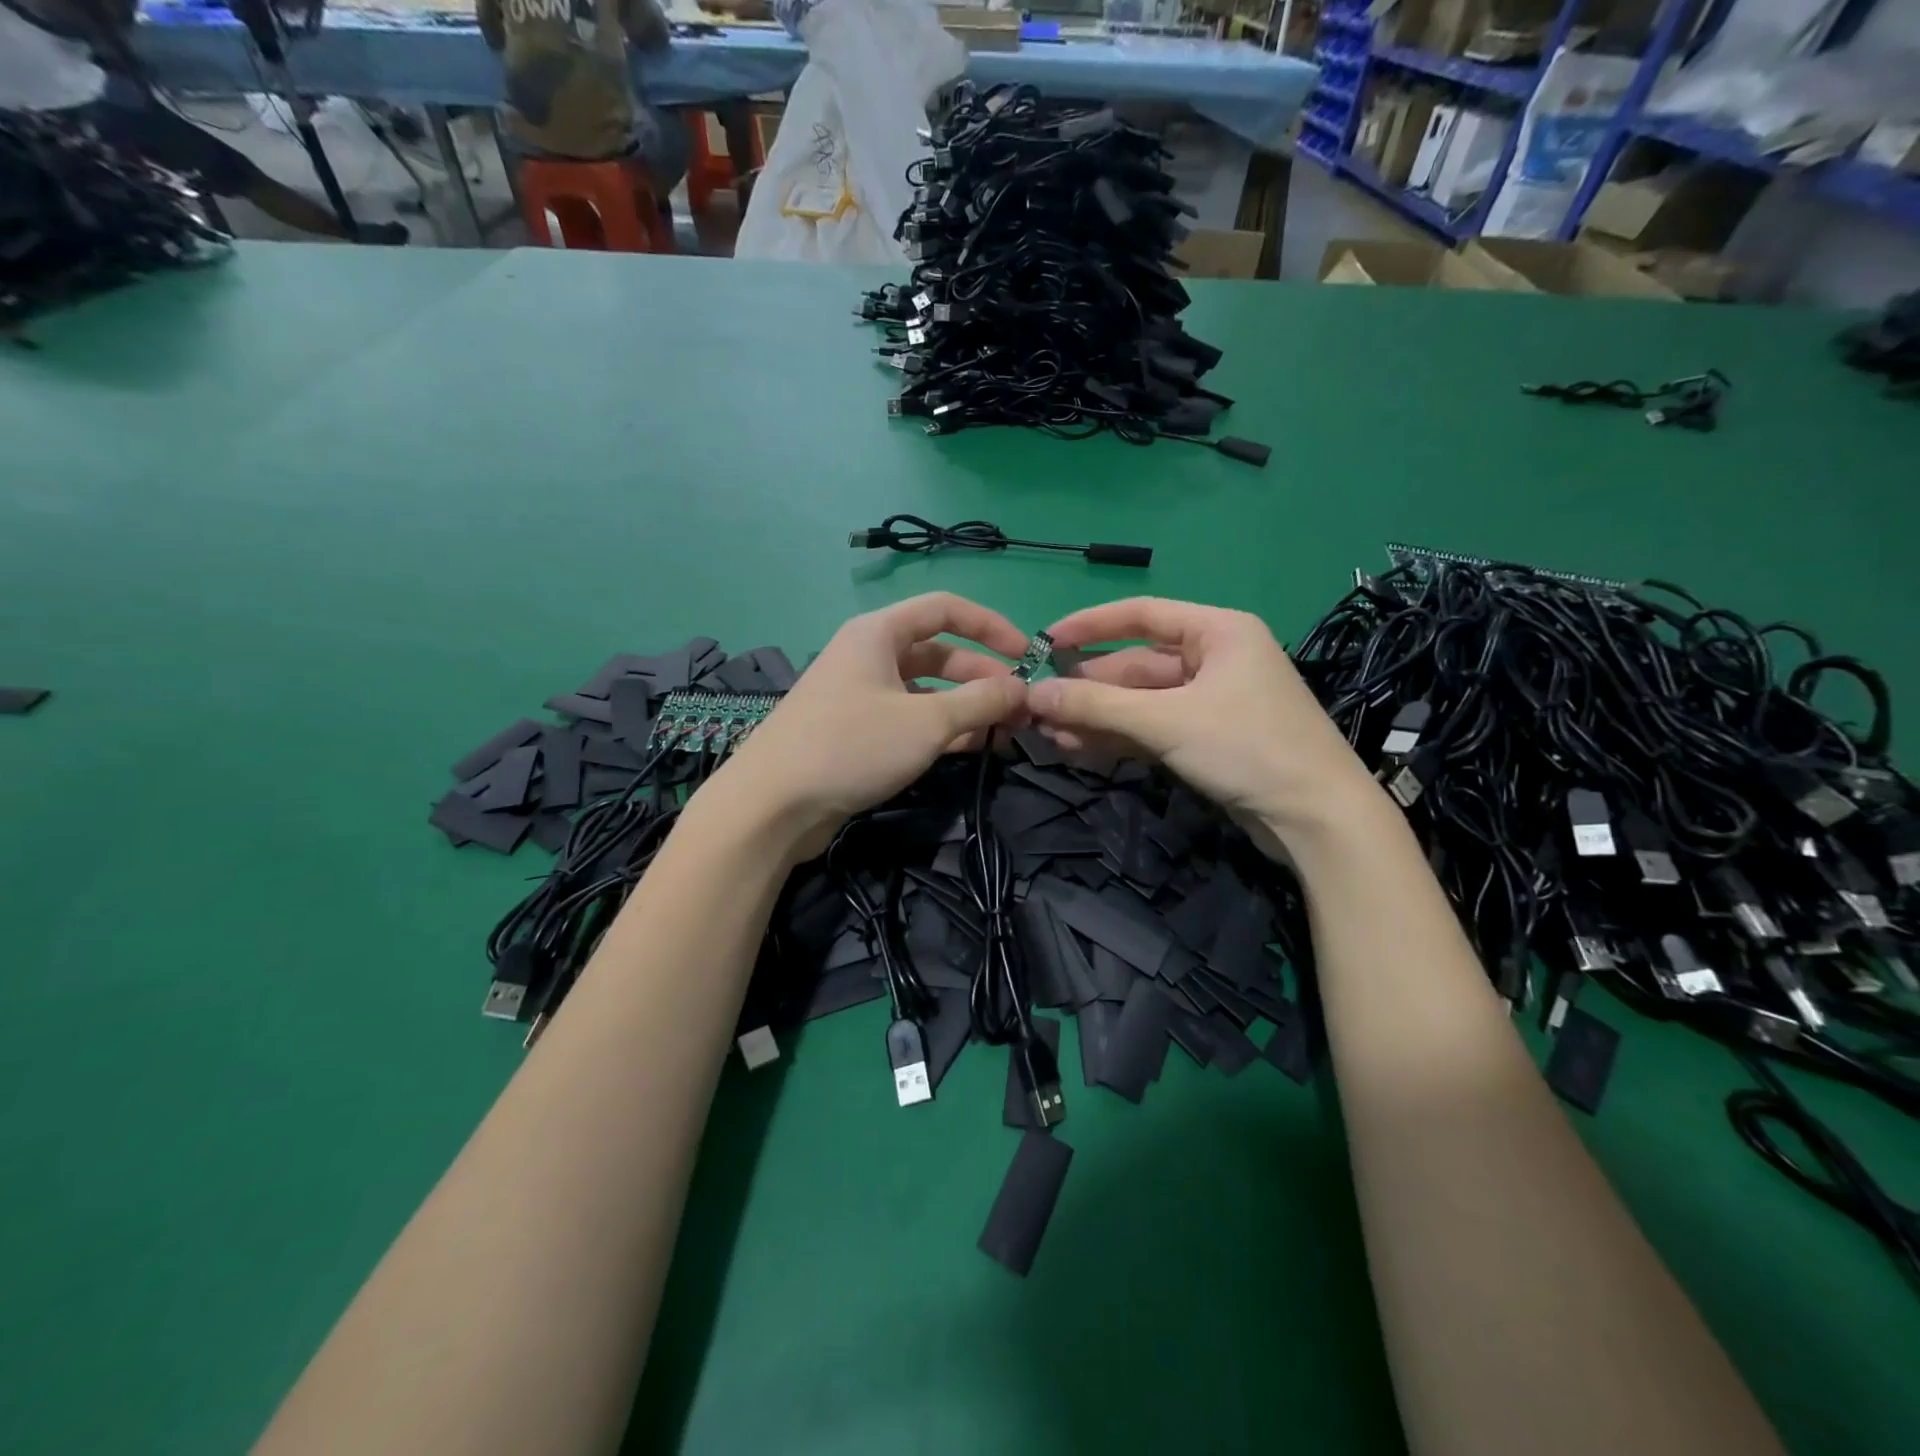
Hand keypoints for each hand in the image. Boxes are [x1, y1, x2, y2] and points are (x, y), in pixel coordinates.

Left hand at [705, 593, 1029, 859]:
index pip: (946, 608)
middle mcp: (869, 656)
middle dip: (982, 677)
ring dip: (965, 707)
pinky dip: (941, 729)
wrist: (773, 805)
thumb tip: (1023, 689)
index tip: (1028, 654)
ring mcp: (860, 695)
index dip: (990, 626)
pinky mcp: (856, 732)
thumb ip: (981, 702)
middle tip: (1020, 708)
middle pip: (939, 653)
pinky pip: (909, 719)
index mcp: (878, 633)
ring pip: (926, 691)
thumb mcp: (927, 722)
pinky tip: (971, 749)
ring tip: (1004, 732)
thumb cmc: (852, 746)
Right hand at [1028, 597, 1377, 847]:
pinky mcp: (1208, 740)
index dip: (1090, 625)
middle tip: (1038, 705)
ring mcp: (1211, 702)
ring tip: (1048, 733)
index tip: (1045, 642)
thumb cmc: (1247, 748)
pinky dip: (1119, 738)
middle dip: (1088, 687)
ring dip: (1097, 717)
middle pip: (1136, 665)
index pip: (1142, 615)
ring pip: (1141, 702)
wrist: (1316, 820)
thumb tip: (1033, 694)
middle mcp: (1215, 659)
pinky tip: (1078, 748)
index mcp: (1218, 631)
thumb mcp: (1166, 721)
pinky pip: (1152, 729)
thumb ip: (1097, 705)